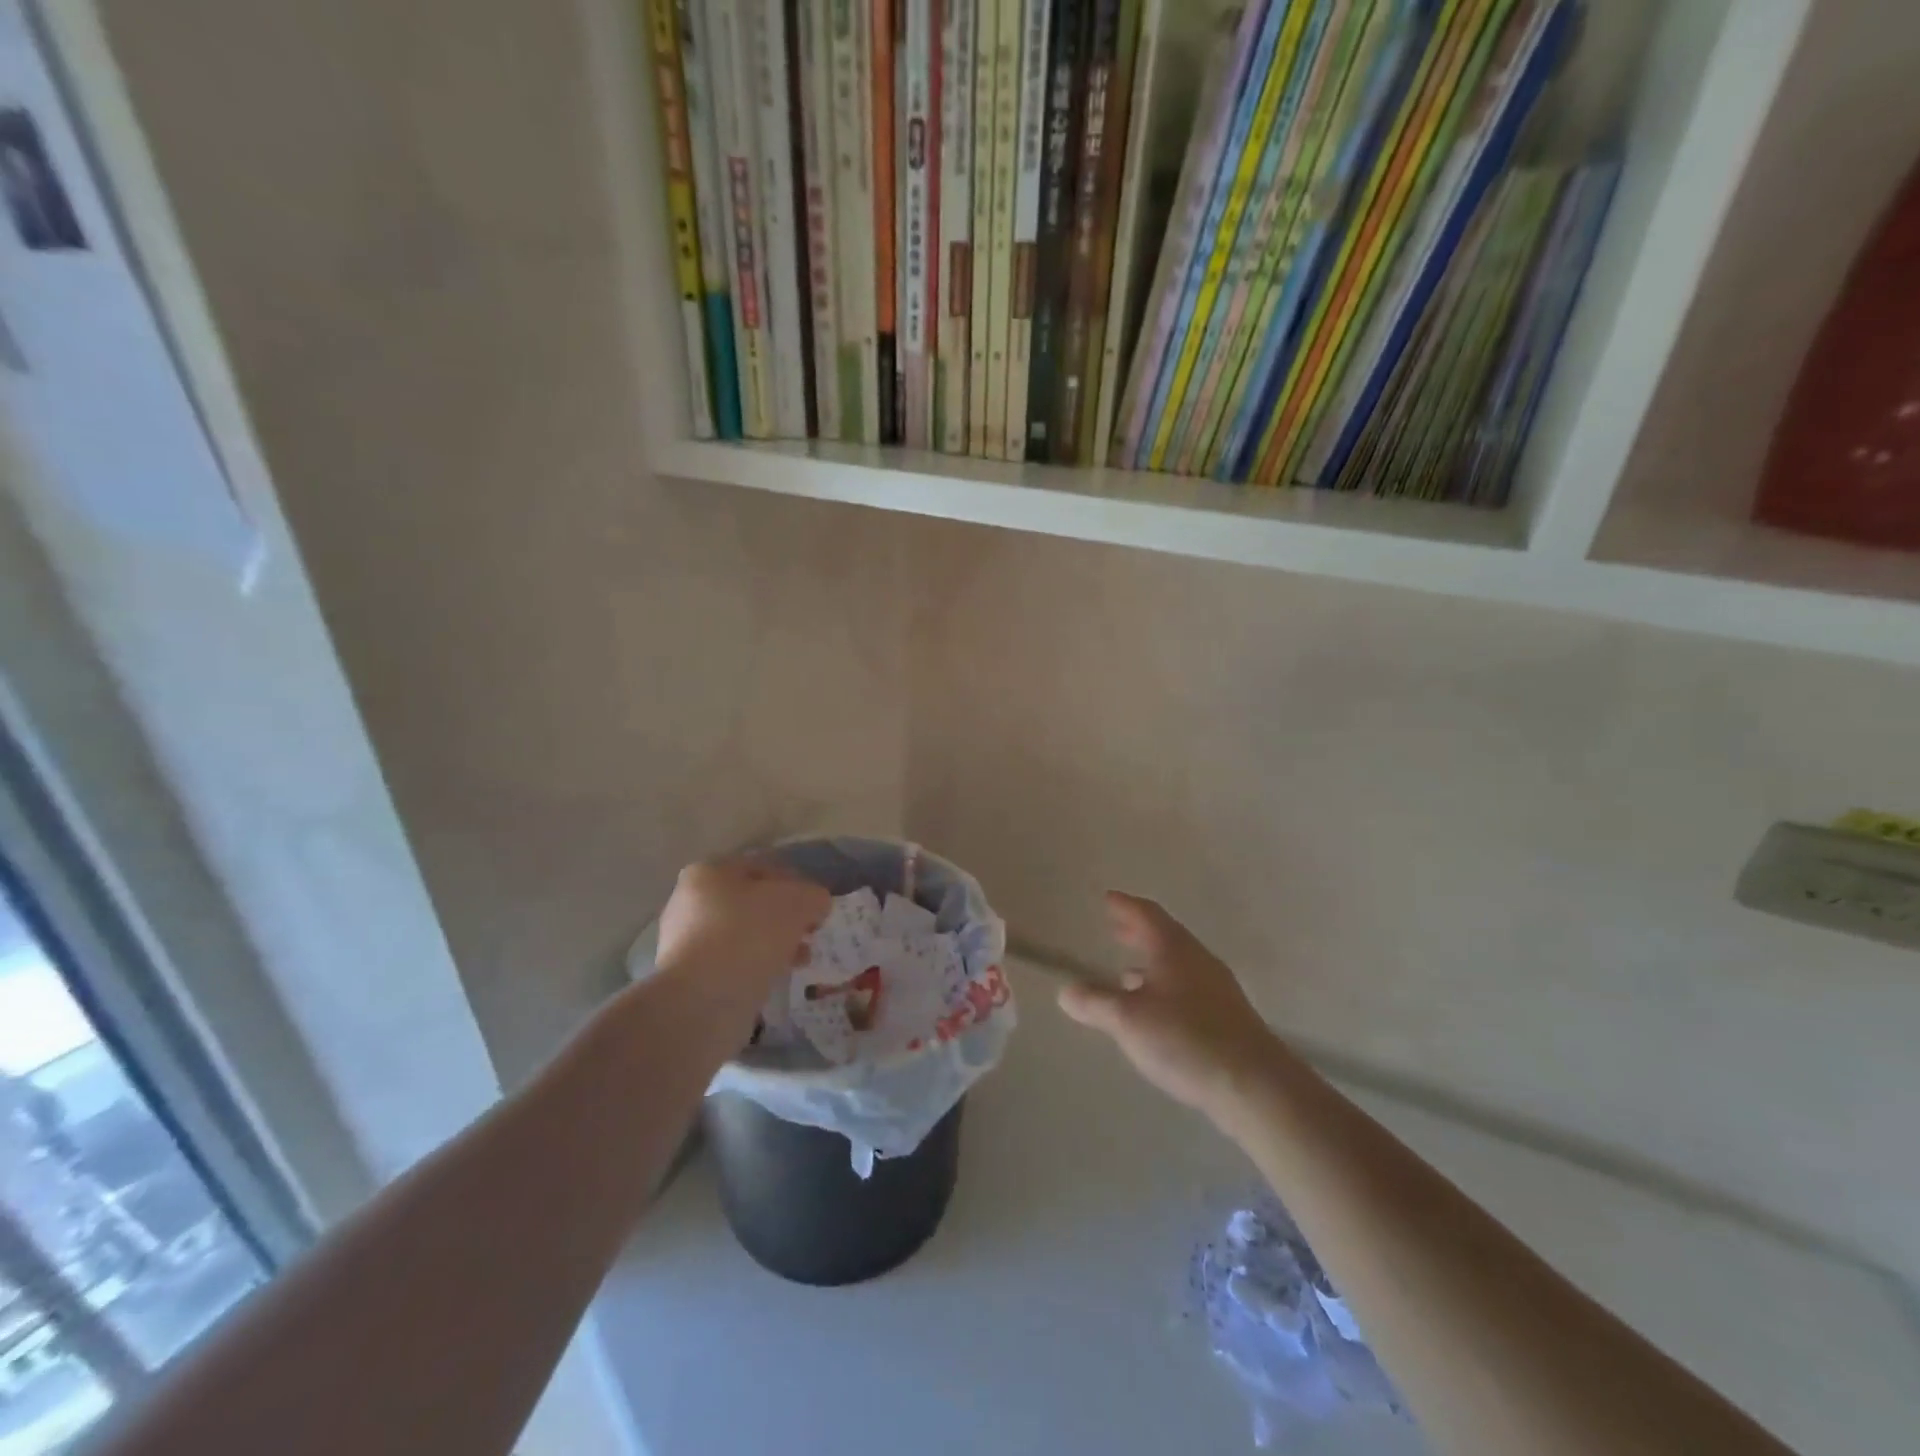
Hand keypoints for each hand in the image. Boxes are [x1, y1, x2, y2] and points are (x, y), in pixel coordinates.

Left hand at [654, 858, 829, 1009]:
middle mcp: (691, 904)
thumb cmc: (748, 935)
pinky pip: (734, 964)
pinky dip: (757, 968)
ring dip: (775, 944)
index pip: (763, 868)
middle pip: (752, 903)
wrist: (702, 1002)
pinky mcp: (691, 979)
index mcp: (709, 873)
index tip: (817, 906)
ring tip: (801, 960)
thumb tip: (817, 903)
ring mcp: (687, 943)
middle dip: (786, 918)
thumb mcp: (796, 903)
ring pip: (745, 935)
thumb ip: (813, 896)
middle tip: (810, 933)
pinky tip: (777, 978)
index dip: (797, 883)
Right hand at [1058, 892, 1281, 1120]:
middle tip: (1115, 926)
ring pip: (1177, 963)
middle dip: (1137, 931)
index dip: (1124, 905)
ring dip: (1151, 961)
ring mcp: (1217, 988)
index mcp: (1173, 949)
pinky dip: (1165, 986)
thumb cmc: (1185, 1039)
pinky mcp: (1227, 1016)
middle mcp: (1197, 960)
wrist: (1254, 1084)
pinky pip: (1188, 987)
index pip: (1146, 914)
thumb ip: (1095, 1003)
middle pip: (1164, 935)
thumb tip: (1065, 991)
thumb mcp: (1128, 1020)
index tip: (1108, 898)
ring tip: (1126, 970)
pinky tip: (1155, 1009)